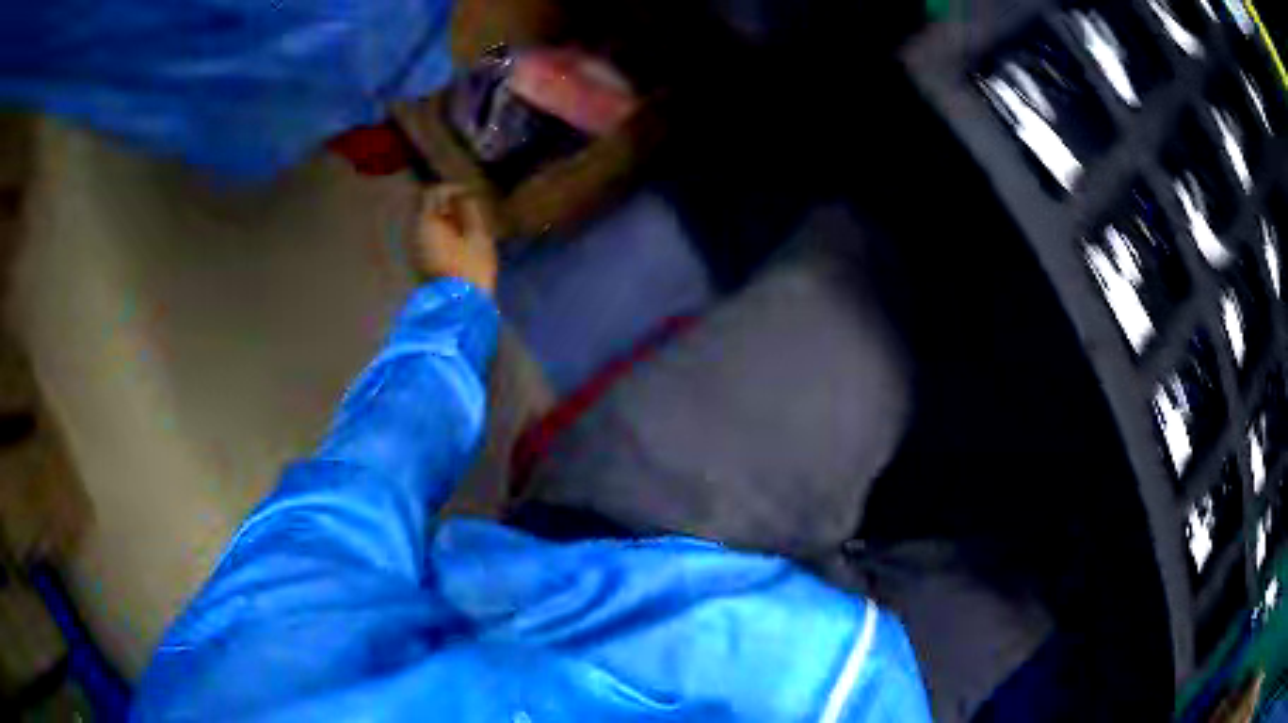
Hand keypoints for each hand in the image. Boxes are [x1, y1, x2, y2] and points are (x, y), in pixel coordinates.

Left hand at [411, 186, 497, 294]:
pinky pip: (424, 236)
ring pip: (423, 223)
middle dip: (442, 203)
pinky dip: (437, 232)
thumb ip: (469, 210)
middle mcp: (413, 231)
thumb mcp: (478, 234)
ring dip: (440, 219)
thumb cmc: (471, 268)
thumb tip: (463, 196)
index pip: (432, 192)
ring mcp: (412, 248)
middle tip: (464, 207)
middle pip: (423, 207)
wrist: (458, 307)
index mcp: (427, 221)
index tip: (469, 194)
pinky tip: (453, 240)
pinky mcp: (416, 262)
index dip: (451, 189)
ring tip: (461, 224)